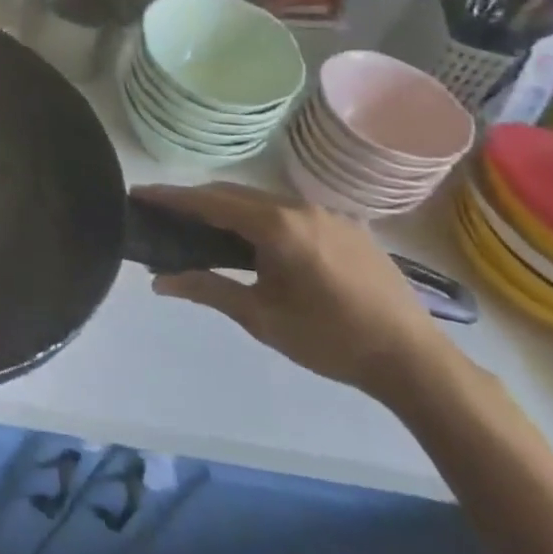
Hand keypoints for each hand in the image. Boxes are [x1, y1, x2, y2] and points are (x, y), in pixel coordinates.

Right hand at [137, 182, 455, 400]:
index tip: (138, 192)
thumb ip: (208, 289)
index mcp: (276, 226)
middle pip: (234, 193)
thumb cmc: (330, 340)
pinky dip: (260, 215)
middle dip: (196, 199)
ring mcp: (327, 213)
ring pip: (263, 199)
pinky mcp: (346, 225)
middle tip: (164, 211)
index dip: (171, 197)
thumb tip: (159, 280)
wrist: (414, 360)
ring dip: (229, 207)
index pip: (210, 202)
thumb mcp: (261, 318)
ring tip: (203, 224)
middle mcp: (299, 207)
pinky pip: (289, 210)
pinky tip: (255, 239)